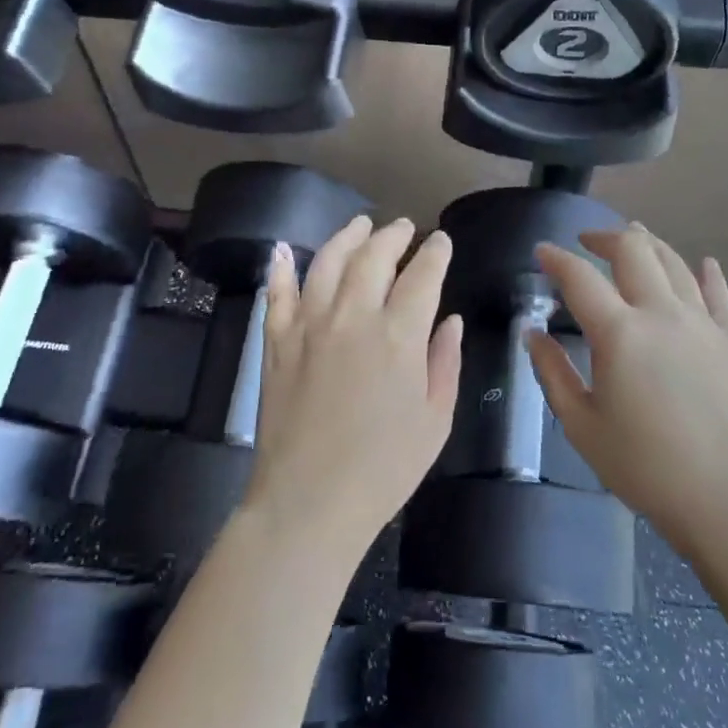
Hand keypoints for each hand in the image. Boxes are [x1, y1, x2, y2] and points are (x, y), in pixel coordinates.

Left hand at [246, 215, 462, 566]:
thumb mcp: (435, 420)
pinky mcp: (277, 342)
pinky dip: (281, 268)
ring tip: (360, 225)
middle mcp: (353, 316)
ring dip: (347, 237)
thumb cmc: (384, 468)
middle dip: (394, 236)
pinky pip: (277, 293)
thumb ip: (445, 362)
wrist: (309, 502)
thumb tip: (451, 321)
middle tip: (404, 227)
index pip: (422, 275)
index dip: (435, 253)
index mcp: (399, 335)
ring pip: (328, 262)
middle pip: (374, 257)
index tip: (441, 241)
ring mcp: (309, 325)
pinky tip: (284, 249)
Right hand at [530, 223, 727, 563]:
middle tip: (586, 242)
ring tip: (634, 238)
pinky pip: (717, 294)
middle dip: (605, 237)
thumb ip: (553, 373)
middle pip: (633, 251)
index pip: (580, 277)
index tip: (542, 252)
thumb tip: (533, 334)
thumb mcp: (582, 426)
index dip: (557, 259)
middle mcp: (661, 313)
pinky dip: (706, 273)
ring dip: (649, 244)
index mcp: (619, 333)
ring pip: (675, 262)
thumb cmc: (646, 468)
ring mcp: (702, 323)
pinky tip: (704, 264)